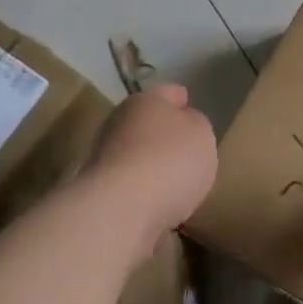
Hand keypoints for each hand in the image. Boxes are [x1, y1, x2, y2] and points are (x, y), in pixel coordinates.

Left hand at [91, 84, 217, 234]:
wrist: (120, 210)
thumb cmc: (170, 161)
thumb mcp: (202, 134)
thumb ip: (196, 124)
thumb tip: (184, 122)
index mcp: (145, 101)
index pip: (169, 93)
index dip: (182, 99)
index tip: (190, 107)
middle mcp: (119, 124)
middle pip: (147, 124)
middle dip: (164, 135)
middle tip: (187, 149)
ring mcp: (105, 159)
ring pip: (136, 155)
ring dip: (152, 164)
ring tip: (176, 182)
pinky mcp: (101, 192)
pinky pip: (131, 186)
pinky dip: (144, 192)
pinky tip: (160, 203)